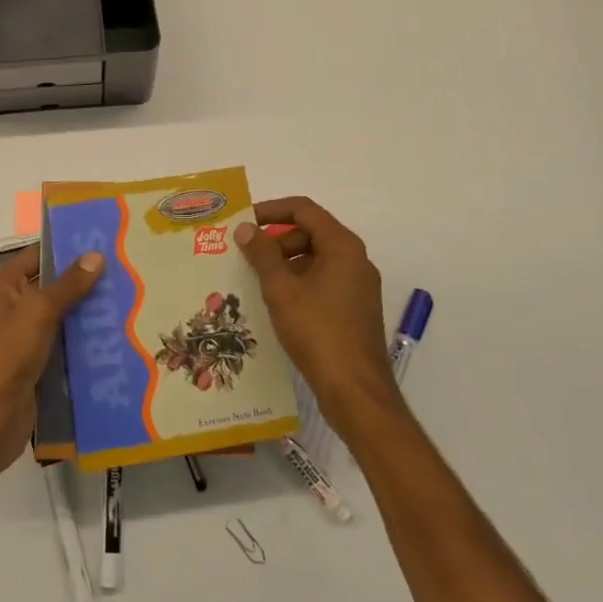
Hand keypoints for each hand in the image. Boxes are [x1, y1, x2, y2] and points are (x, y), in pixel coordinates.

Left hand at [0, 245, 103, 475]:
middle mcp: (9, 308)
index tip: (101, 243)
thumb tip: (96, 255)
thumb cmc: (7, 356)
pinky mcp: (34, 364)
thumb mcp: (39, 312)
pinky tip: (112, 337)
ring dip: (85, 312)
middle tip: (122, 271)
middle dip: (82, 281)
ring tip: (125, 300)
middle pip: (49, 286)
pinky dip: (81, 340)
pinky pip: (61, 344)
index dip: (65, 249)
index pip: (36, 256)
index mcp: (1, 288)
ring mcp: (21, 338)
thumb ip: (69, 284)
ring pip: (58, 317)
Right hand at [234, 197, 404, 435]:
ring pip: (316, 259)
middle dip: (277, 240)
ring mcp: (358, 285)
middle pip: (311, 232)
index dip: (272, 210)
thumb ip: (262, 254)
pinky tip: (276, 302)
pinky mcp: (355, 308)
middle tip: (246, 256)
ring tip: (256, 280)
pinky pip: (323, 281)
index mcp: (342, 246)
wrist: (356, 391)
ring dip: (285, 263)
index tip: (245, 222)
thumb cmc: (318, 332)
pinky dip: (299, 282)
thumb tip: (246, 228)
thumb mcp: (282, 290)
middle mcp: (355, 259)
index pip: (304, 210)